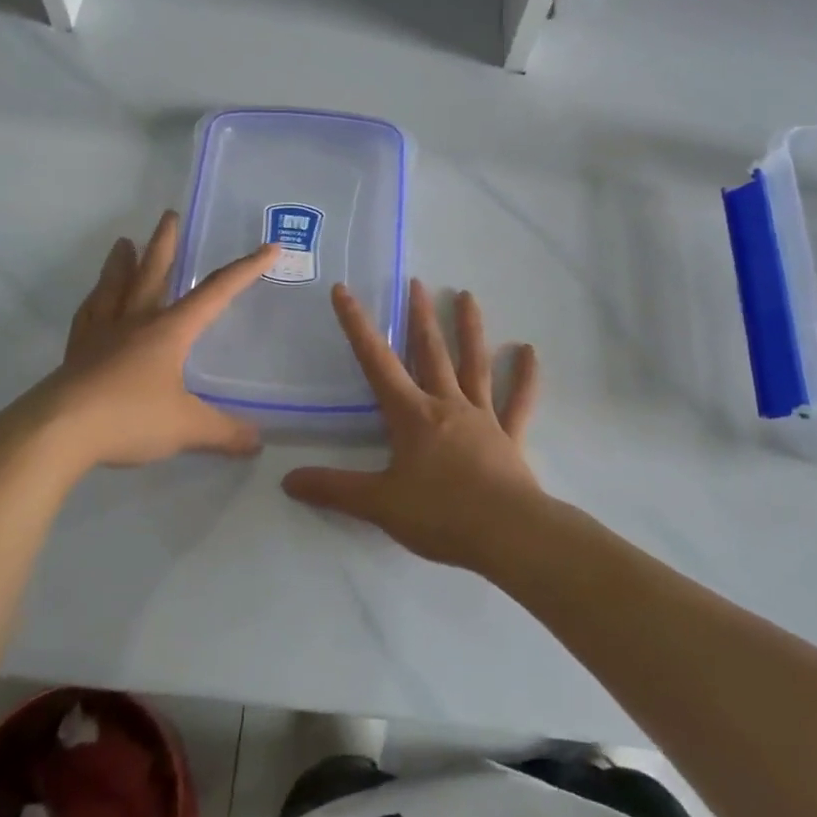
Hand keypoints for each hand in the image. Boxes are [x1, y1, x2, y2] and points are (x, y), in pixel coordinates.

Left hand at [0, 211, 278, 471]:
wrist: (57, 432)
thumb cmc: (128, 418)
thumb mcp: (187, 428)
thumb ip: (224, 433)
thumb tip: (257, 442)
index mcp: (168, 331)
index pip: (215, 293)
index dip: (245, 270)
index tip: (268, 247)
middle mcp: (135, 322)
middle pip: (153, 274)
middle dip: (166, 245)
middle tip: (169, 216)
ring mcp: (101, 335)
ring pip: (114, 288)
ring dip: (121, 264)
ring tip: (122, 242)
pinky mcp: (76, 354)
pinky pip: (88, 316)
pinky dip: (94, 301)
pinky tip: (94, 299)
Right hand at [283, 279, 541, 571]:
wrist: (507, 534)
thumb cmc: (440, 514)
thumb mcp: (379, 504)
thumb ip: (334, 489)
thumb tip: (286, 481)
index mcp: (412, 415)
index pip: (377, 362)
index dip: (357, 325)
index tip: (344, 291)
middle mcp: (447, 405)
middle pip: (431, 352)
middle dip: (420, 316)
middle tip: (416, 282)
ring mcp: (483, 417)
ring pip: (475, 364)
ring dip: (470, 330)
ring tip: (468, 296)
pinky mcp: (510, 437)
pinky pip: (518, 401)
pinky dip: (525, 377)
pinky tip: (529, 351)